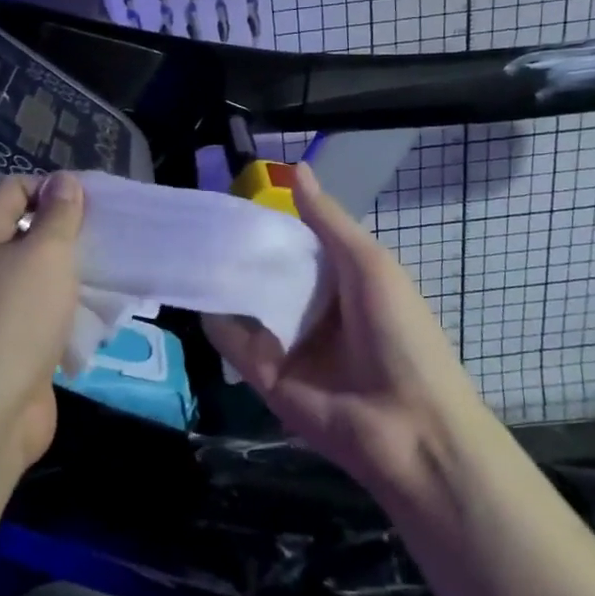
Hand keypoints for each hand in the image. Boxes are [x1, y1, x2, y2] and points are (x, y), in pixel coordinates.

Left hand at [0, 172, 84, 488]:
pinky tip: (102, 316)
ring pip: (41, 277)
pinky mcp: (13, 345)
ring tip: (115, 273)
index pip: (13, 188)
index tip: (94, 202)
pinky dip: (71, 312)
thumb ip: (58, 215)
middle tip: (112, 237)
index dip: (51, 187)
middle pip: (28, 232)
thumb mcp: (44, 255)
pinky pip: (46, 315)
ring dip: (75, 274)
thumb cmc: (15, 321)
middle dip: (70, 232)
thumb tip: (63, 180)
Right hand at [205, 162, 482, 503]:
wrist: (408, 426)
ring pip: (245, 302)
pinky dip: (215, 317)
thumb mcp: (370, 266)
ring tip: (186, 244)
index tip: (233, 195)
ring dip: (222, 278)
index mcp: (341, 281)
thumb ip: (329, 222)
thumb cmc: (400, 334)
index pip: (296, 243)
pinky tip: (195, 288)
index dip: (271, 221)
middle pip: (267, 271)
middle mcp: (310, 308)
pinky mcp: (262, 374)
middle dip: (239, 248)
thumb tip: (297, 169)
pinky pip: (233, 340)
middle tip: (200, 218)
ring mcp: (285, 342)